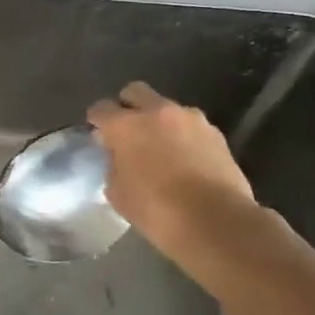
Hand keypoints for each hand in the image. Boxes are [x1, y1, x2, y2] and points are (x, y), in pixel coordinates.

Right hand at [87, 82, 253, 245]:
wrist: (217, 222)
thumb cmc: (157, 210)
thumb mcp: (118, 193)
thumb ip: (113, 166)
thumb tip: (119, 158)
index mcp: (125, 125)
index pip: (100, 109)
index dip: (97, 121)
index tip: (98, 136)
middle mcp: (157, 113)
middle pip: (135, 92)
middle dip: (128, 107)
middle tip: (129, 132)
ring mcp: (190, 120)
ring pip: (167, 109)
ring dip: (160, 122)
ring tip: (162, 148)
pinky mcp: (216, 134)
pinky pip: (191, 127)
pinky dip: (184, 137)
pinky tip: (185, 160)